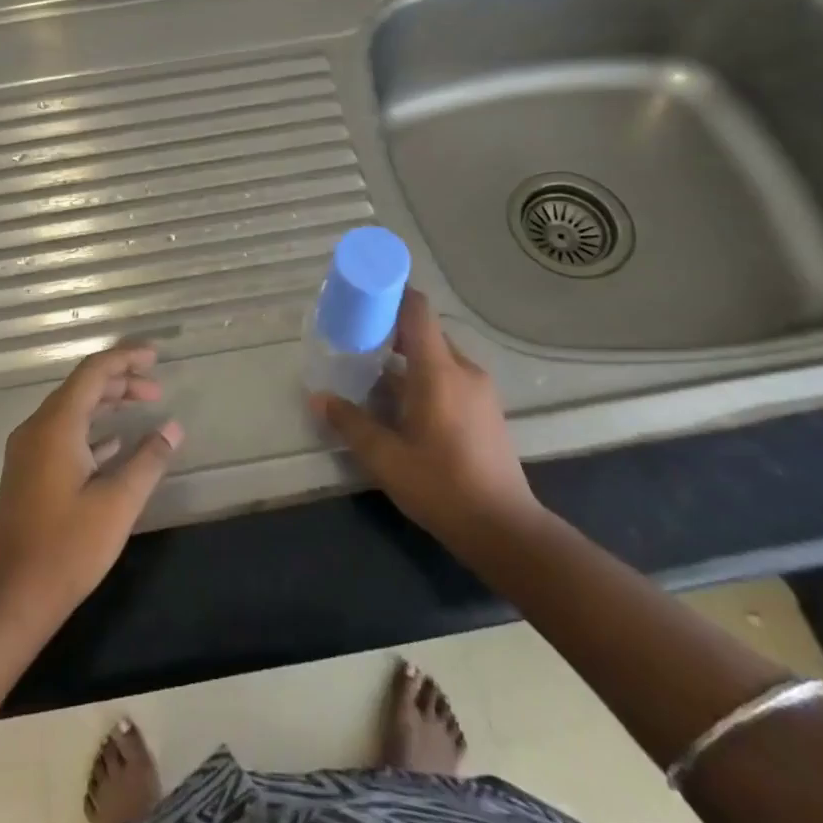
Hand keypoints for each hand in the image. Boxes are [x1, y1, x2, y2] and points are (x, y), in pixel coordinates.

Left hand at [0, 346, 182, 622]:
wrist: (12, 598)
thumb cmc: (67, 548)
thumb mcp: (118, 503)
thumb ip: (149, 459)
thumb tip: (173, 427)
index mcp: (56, 425)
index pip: (93, 372)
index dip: (125, 359)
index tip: (155, 357)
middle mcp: (37, 428)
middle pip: (81, 387)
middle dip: (120, 382)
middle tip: (157, 390)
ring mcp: (28, 451)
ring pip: (72, 410)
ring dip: (106, 404)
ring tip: (143, 407)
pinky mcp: (28, 472)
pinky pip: (63, 433)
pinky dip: (91, 429)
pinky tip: (115, 444)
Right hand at [311, 290, 541, 553]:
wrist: (504, 529)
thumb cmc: (442, 487)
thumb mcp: (386, 459)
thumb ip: (351, 423)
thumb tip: (317, 397)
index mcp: (439, 372)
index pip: (418, 310)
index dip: (393, 293)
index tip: (365, 293)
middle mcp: (463, 370)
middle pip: (425, 331)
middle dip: (391, 328)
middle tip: (357, 336)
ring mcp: (479, 389)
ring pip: (437, 355)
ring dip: (407, 356)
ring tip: (373, 370)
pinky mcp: (486, 409)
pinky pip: (450, 374)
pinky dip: (424, 375)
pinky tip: (403, 402)